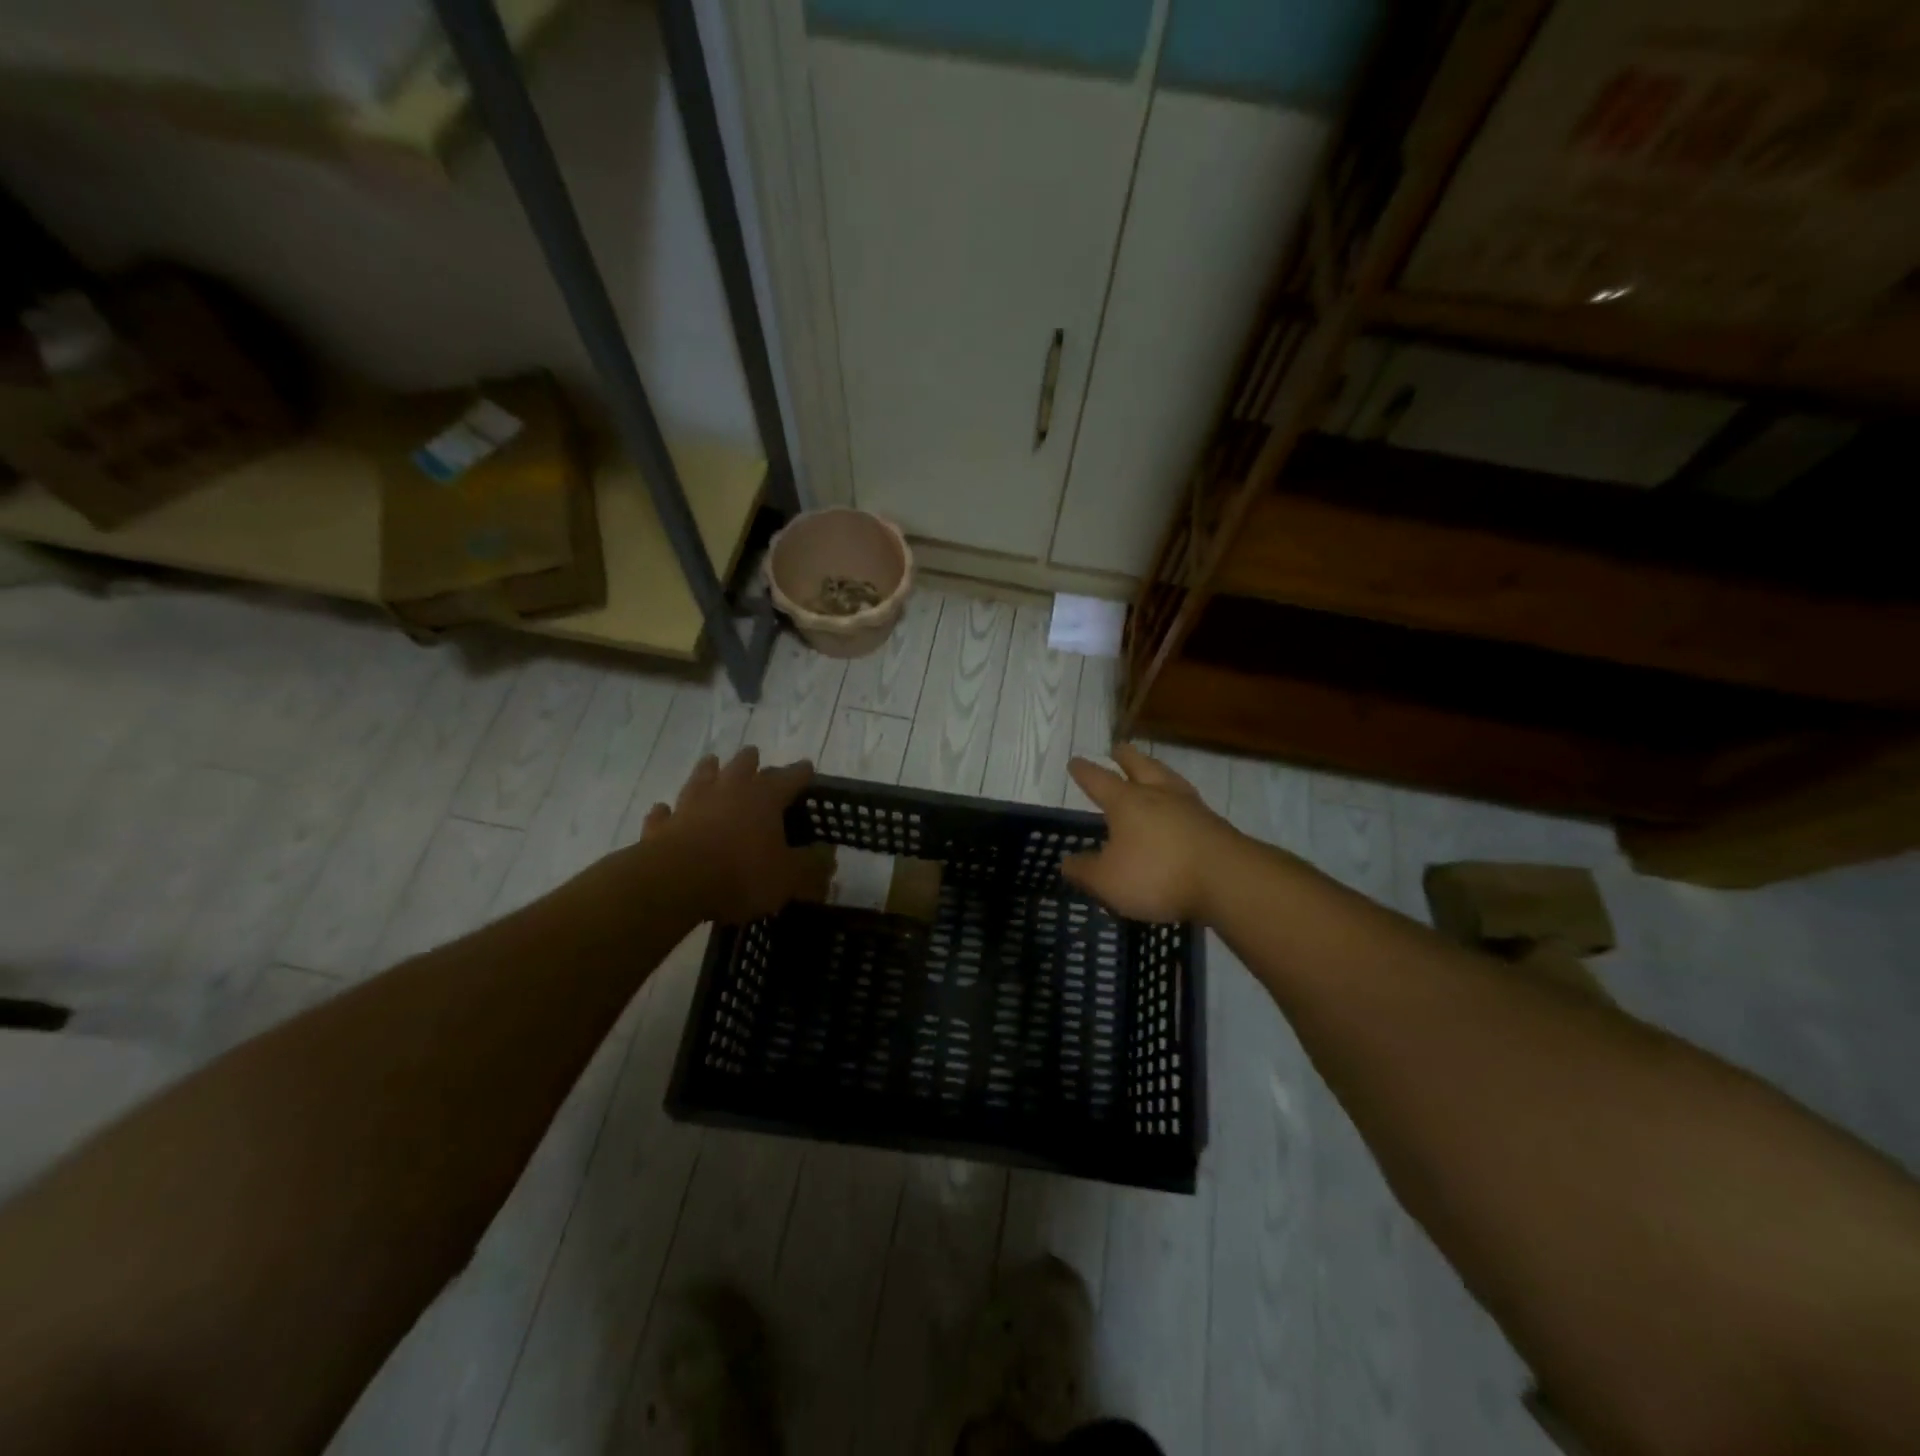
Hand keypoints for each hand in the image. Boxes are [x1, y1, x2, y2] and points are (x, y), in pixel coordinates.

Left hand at [640, 748, 834, 922]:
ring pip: (701, 777)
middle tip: (754, 755)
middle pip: (742, 765)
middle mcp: (728, 791)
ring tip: (711, 763)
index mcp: (764, 798)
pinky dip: (667, 811)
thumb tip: (829, 854)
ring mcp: (691, 804)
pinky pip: (665, 813)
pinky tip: (665, 809)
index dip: (801, 772)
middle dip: (751, 760)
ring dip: (708, 771)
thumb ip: (811, 865)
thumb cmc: (741, 874)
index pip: (790, 777)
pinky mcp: (661, 826)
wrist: (674, 882)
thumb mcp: (789, 877)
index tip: (808, 767)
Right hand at [1062, 743, 1238, 923]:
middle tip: (1119, 748)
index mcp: (1127, 802)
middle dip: (1126, 757)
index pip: (1099, 780)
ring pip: (1169, 779)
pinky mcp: (1215, 826)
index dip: (1085, 772)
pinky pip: (1190, 803)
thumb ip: (1085, 871)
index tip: (1075, 762)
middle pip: (1140, 766)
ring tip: (1152, 769)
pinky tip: (1180, 808)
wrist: (1228, 880)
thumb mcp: (1108, 881)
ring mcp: (1191, 808)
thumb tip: (1067, 862)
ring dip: (1157, 771)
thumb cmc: (1158, 874)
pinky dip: (1179, 800)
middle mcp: (1158, 795)